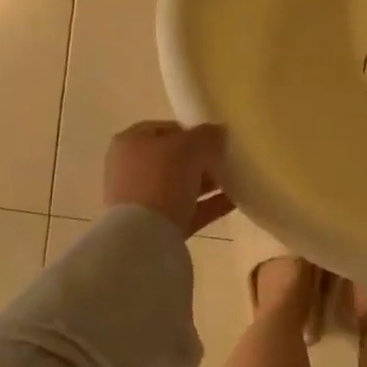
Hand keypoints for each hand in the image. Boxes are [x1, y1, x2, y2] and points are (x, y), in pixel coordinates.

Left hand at [104, 121, 232, 236]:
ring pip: (180, 186)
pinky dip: (208, 205)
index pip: (165, 129)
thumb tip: (219, 132)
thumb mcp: (189, 148)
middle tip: (227, 161)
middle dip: (201, 160)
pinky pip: (187, 210)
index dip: (192, 131)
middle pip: (173, 159)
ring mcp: (141, 200)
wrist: (143, 237)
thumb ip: (207, 136)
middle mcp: (131, 169)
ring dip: (207, 183)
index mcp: (131, 143)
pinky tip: (235, 202)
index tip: (215, 139)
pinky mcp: (155, 226)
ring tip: (236, 181)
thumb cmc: (161, 179)